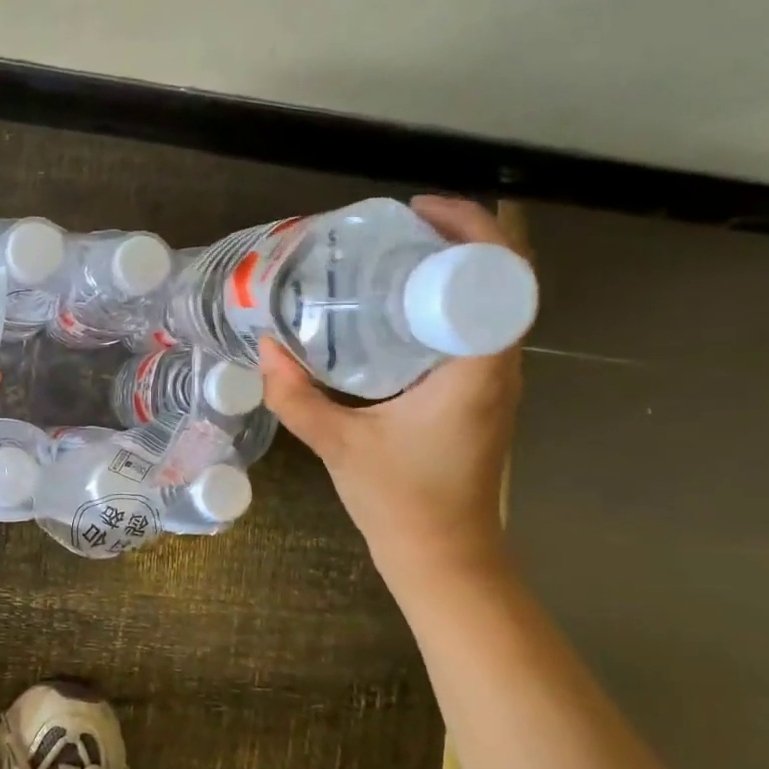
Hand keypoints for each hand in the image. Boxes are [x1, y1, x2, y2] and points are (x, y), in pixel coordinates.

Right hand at [257, 196, 524, 585]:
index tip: (417, 212)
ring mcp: (494, 382)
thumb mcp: (338, 445)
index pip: (500, 276)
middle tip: (400, 226)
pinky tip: (400, 308)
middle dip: (461, 239)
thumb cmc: (401, 501)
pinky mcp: (480, 395)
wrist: (443, 556)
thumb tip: (265, 348)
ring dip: (457, 270)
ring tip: (398, 253)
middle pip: (504, 279)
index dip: (469, 228)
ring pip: (492, 304)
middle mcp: (499, 367)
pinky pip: (476, 329)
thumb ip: (295, 396)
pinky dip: (447, 304)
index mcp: (478, 369)